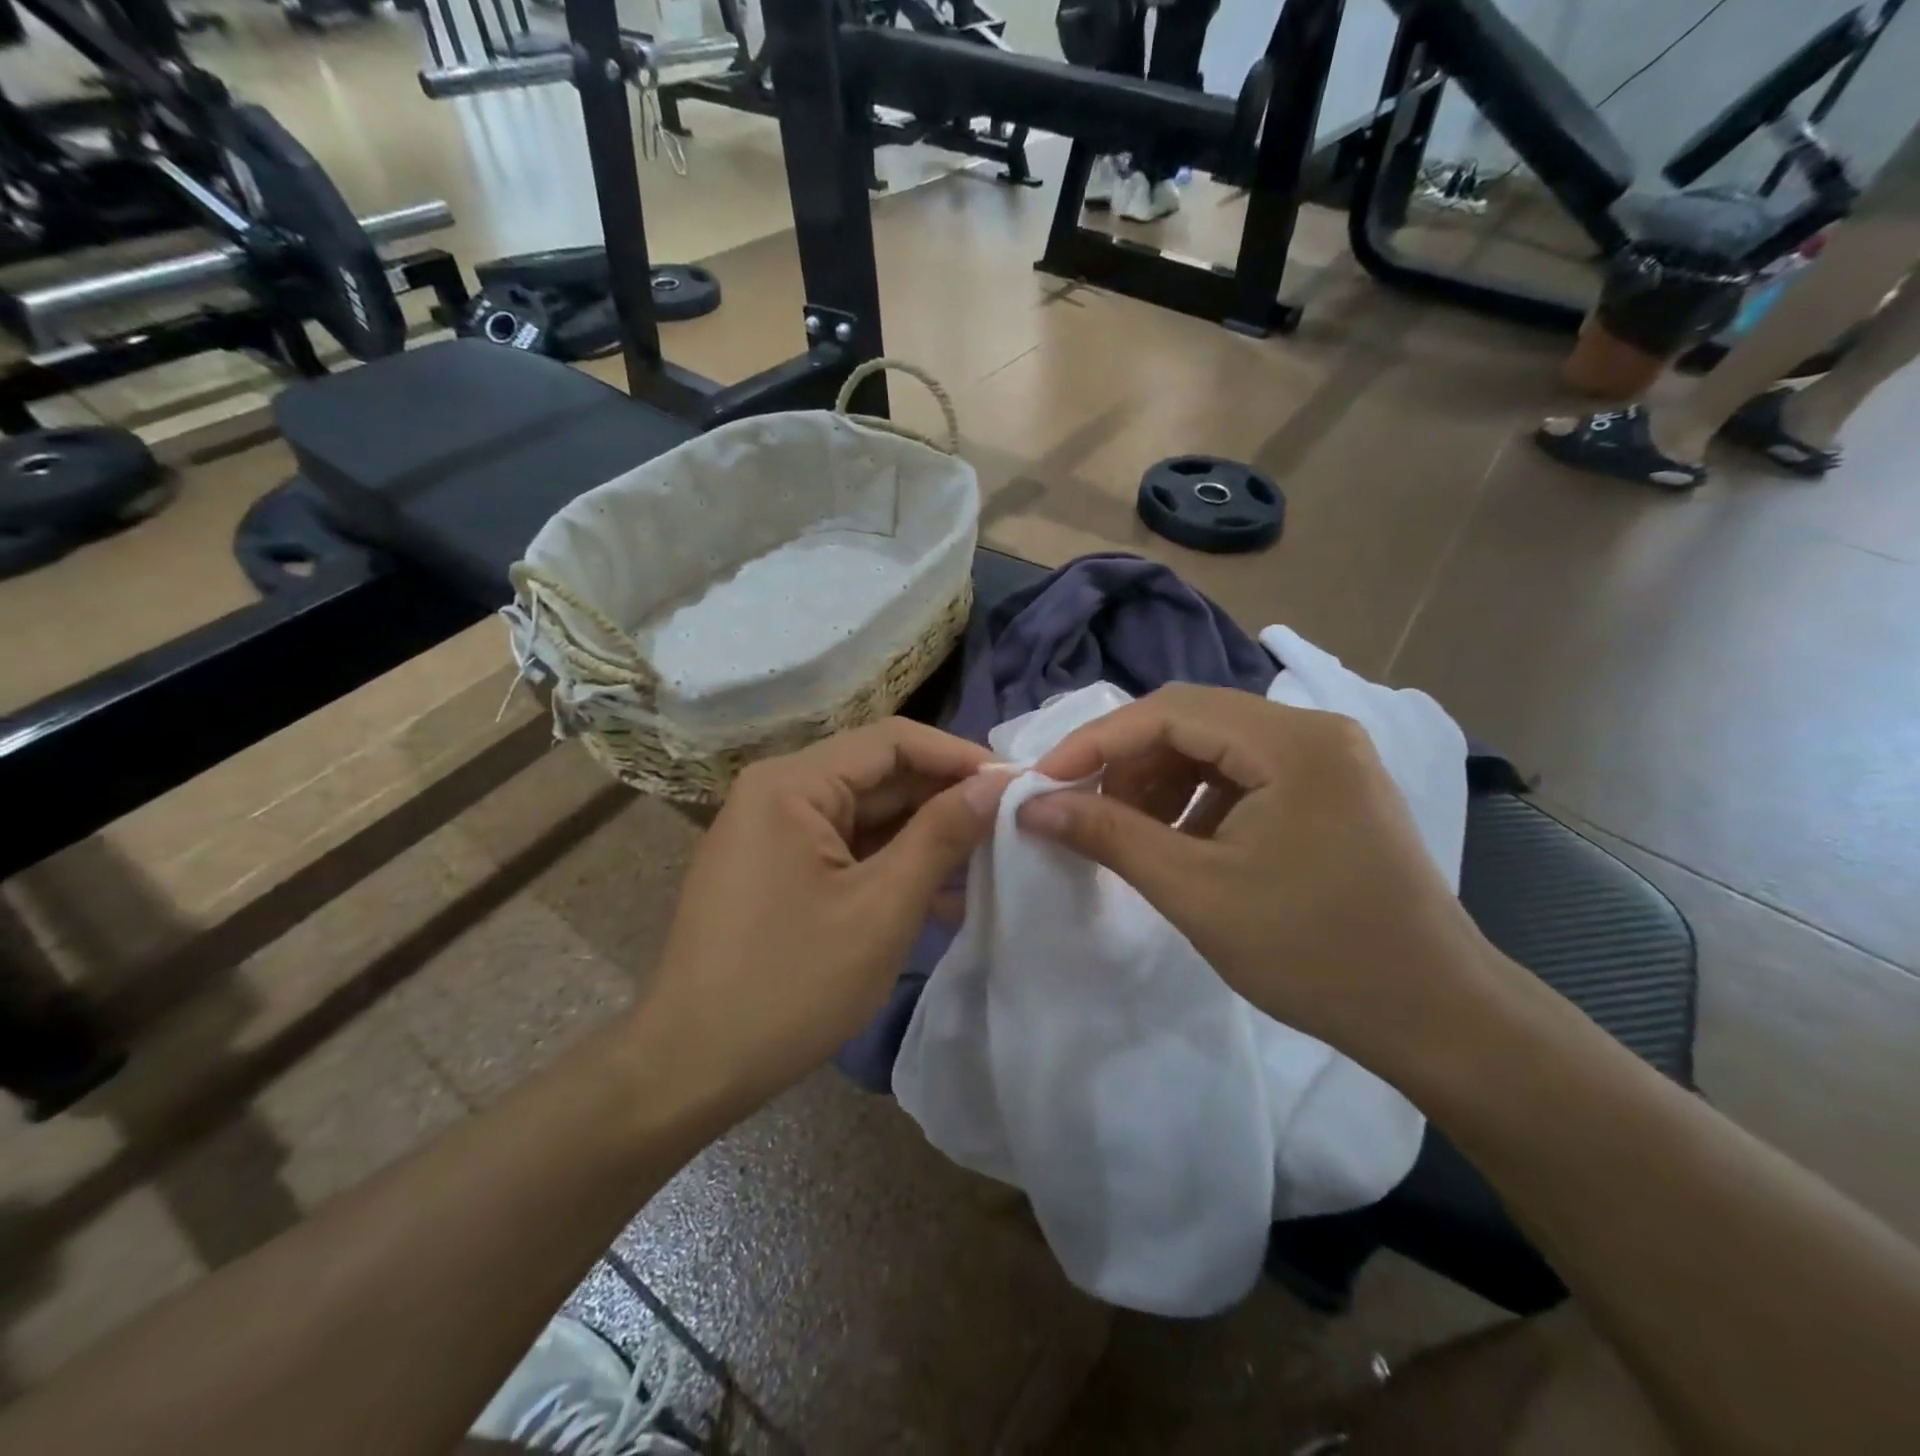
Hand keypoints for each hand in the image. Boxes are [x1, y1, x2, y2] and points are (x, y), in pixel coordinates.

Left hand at [642, 719, 1007, 1104]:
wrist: (691, 1066)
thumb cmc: (790, 985)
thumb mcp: (882, 908)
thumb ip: (941, 836)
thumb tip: (995, 786)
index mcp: (793, 783)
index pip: (893, 741)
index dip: (959, 757)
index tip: (1016, 785)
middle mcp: (778, 791)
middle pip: (879, 774)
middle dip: (945, 798)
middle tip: (1011, 824)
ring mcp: (774, 830)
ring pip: (867, 813)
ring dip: (925, 835)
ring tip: (989, 860)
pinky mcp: (777, 867)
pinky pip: (846, 847)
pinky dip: (892, 863)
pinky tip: (943, 895)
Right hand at [1017, 685, 1492, 1066]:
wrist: (1435, 1016)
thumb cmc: (1314, 953)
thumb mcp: (1196, 892)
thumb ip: (1109, 836)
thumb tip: (1033, 806)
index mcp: (1292, 742)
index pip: (1170, 711)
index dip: (1097, 742)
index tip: (1043, 782)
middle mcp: (1314, 731)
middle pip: (1192, 721)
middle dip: (1128, 762)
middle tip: (1084, 810)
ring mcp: (1328, 759)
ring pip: (1215, 746)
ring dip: (1160, 781)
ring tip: (1130, 832)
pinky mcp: (1330, 790)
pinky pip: (1244, 774)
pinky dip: (1198, 800)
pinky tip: (1181, 843)